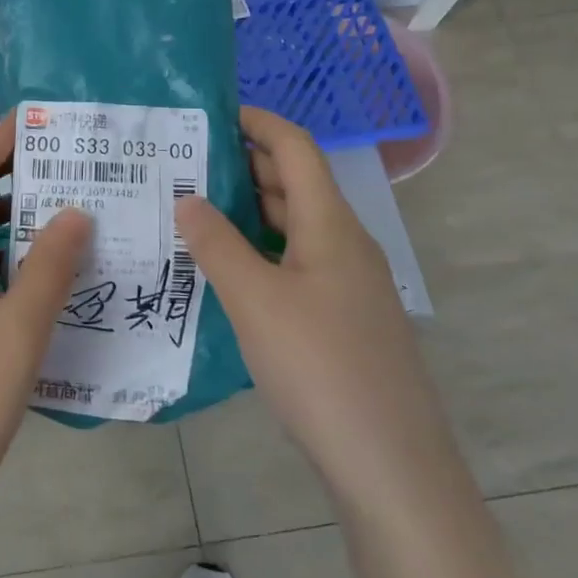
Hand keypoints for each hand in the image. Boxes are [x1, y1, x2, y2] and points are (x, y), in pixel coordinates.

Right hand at [175, 106, 445, 506]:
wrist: (391, 464)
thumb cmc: (320, 367)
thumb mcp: (255, 300)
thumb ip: (217, 245)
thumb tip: (188, 198)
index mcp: (331, 224)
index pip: (296, 148)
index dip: (258, 122)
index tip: (212, 113)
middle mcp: (345, 243)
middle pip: (296, 184)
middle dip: (245, 164)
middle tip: (185, 163)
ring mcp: (349, 283)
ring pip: (296, 226)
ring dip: (250, 211)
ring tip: (194, 210)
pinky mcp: (344, 318)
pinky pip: (297, 262)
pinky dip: (261, 251)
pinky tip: (226, 270)